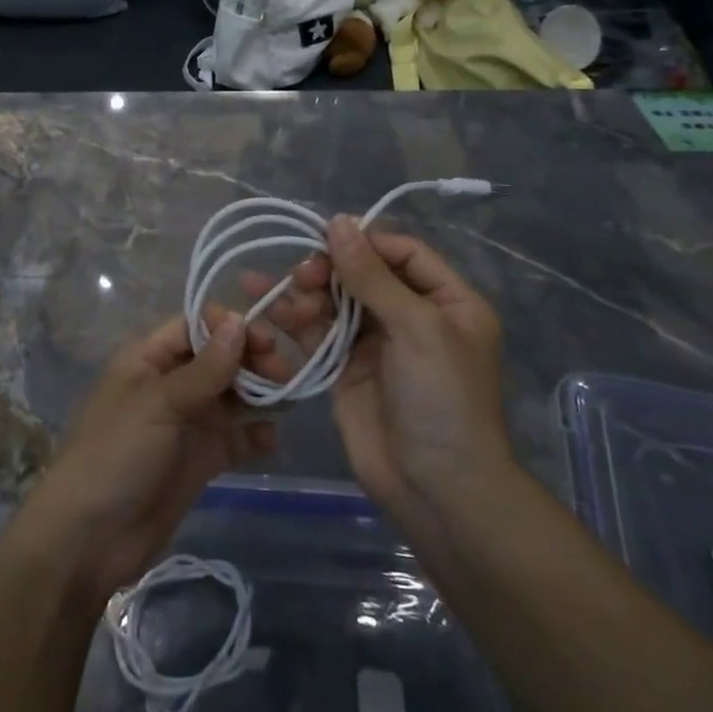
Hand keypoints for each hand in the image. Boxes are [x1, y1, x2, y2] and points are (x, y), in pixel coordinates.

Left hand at [19, 313, 284, 607]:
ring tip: (288, 398)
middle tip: (283, 372)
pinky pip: (233, 438)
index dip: (229, 327)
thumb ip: (204, 369)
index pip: (194, 327)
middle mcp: (169, 384)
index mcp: (148, 359)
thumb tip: (240, 322)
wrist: (88, 539)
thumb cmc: (116, 454)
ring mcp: (185, 424)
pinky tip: (271, 437)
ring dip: (257, 393)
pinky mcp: (198, 461)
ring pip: (229, 396)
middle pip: (217, 359)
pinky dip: (254, 435)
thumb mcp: (158, 404)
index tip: (266, 338)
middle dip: (250, 359)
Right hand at [253, 218, 513, 537]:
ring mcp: (376, 343)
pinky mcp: (344, 368)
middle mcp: (411, 316)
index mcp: (447, 301)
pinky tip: (265, 307)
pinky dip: (293, 319)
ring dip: (306, 292)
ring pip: (334, 300)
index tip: (325, 236)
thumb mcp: (417, 329)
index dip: (365, 241)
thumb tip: (338, 221)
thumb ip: (372, 276)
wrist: (437, 490)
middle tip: (302, 274)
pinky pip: (316, 332)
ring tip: (280, 293)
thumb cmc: (441, 399)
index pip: (402, 253)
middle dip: (329, 268)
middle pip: (362, 273)